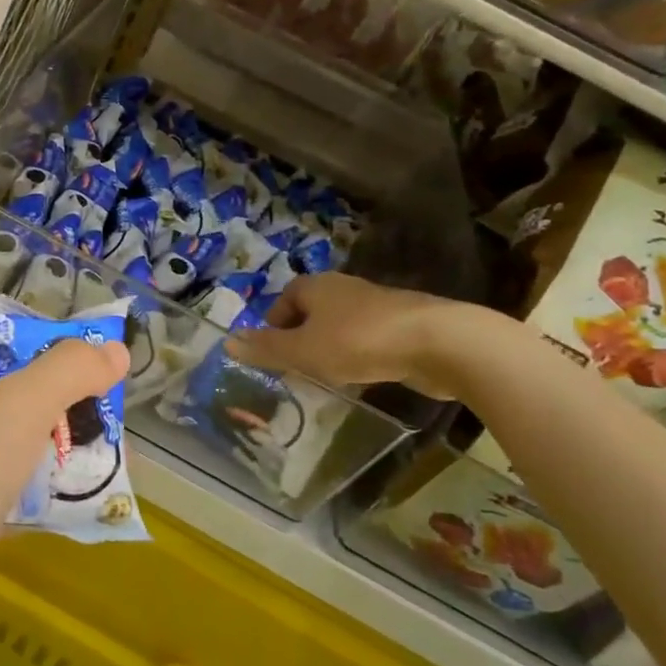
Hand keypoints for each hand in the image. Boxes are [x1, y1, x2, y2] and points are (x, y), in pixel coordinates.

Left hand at [0, 316, 127, 665]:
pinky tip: (82, 502)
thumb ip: (69, 372)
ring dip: (56, 443)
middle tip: (108, 402)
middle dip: (55, 391)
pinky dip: (43, 493)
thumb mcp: (18, 407)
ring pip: (11, 442)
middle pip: (4, 386)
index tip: (70, 343)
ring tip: (111, 449)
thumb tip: (115, 349)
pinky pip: (10, 494)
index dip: (16, 327)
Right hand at [225, 272, 483, 398]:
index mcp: (315, 286)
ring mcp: (375, 305)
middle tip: (296, 370)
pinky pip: (367, 339)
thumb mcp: (303, 351)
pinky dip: (359, 356)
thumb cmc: (359, 341)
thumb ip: (266, 349)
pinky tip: (364, 377)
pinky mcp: (402, 324)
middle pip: (311, 313)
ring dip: (330, 349)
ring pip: (339, 327)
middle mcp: (343, 288)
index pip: (283, 300)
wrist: (438, 342)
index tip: (273, 355)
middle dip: (301, 339)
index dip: (273, 326)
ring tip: (328, 379)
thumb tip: (227, 342)